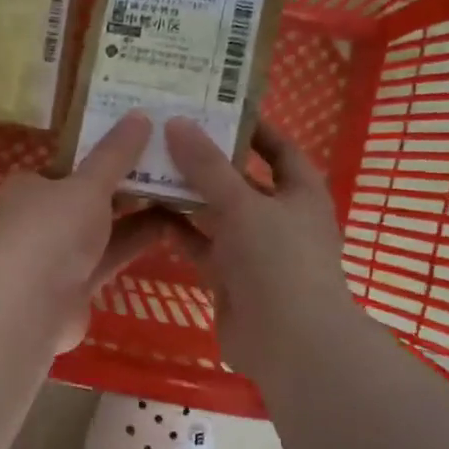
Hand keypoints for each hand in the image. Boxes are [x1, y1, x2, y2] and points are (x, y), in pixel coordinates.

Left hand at [0, 112, 168, 352]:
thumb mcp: (87, 184)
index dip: (100, 154)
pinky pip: (108, 258)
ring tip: (181, 193)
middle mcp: (38, 220)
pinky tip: (172, 229)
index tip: (139, 143)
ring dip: (135, 215)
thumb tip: (139, 115)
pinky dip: (133, 244)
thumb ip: (114, 154)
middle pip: (86, 198)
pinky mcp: (75, 286)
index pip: (66, 165)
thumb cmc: (52, 231)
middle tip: (170, 166)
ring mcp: (55, 256)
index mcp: (28, 187)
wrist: (31, 306)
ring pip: (100, 230)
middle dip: (124, 186)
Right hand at [165, 117, 355, 375]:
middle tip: (166, 134)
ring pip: (216, 214)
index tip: (216, 107)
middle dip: (207, 160)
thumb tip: (177, 122)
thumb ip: (207, 166)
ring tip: (148, 167)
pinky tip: (149, 213)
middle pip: (240, 180)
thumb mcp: (243, 204)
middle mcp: (278, 217)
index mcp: (300, 193)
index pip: (279, 149)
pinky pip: (201, 245)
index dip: (253, 127)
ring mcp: (253, 249)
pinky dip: (179, 231)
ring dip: (187, 196)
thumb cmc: (278, 260)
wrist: (287, 341)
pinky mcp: (229, 276)